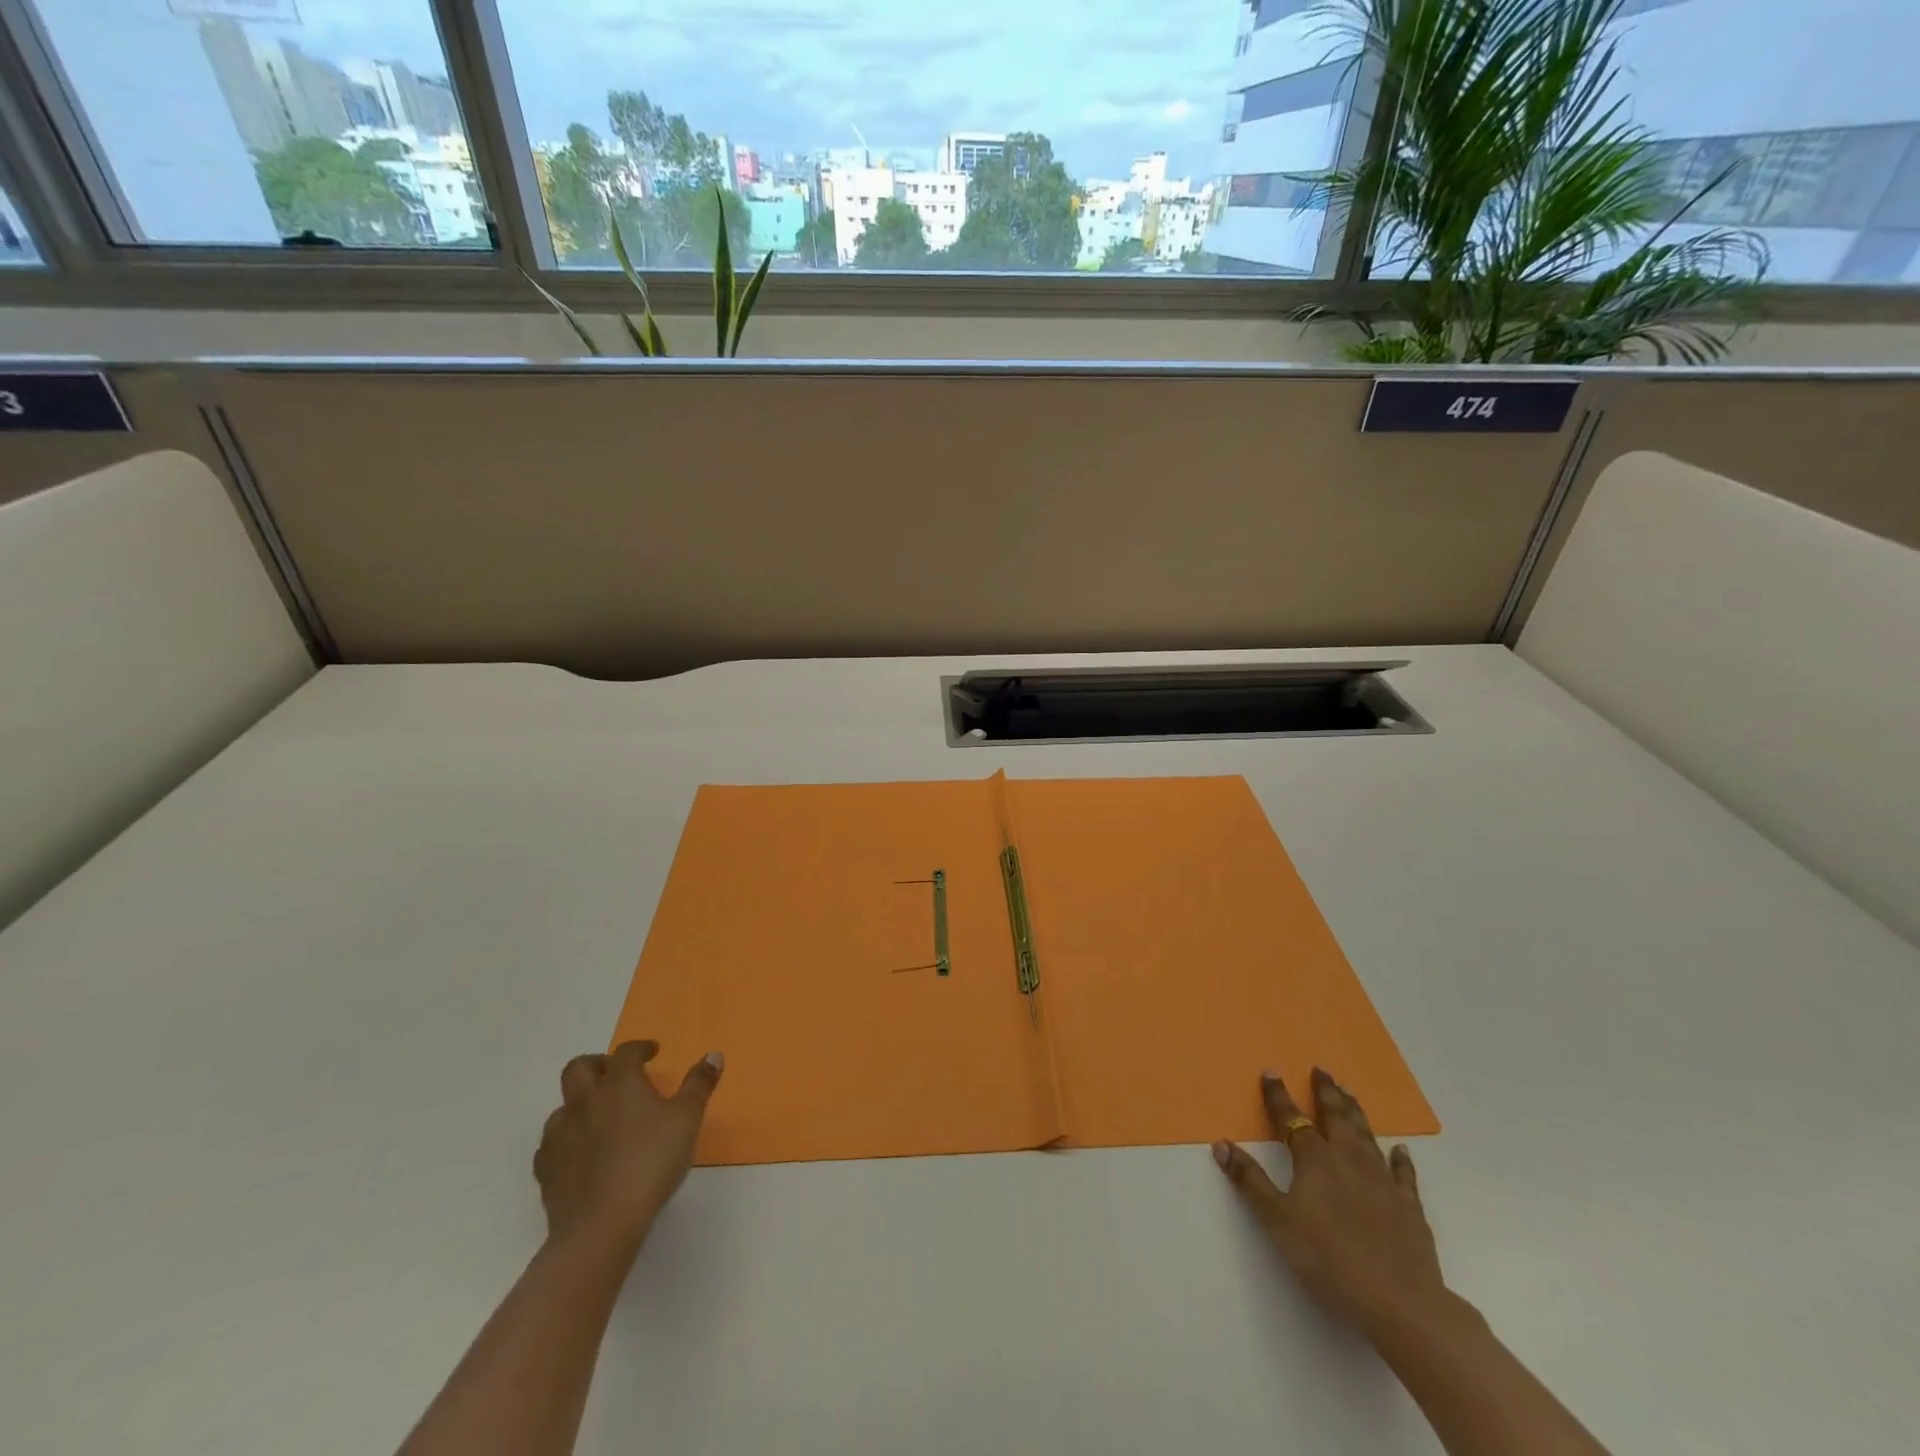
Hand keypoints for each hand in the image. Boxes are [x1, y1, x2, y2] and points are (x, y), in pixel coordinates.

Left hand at [533, 1039, 722, 1256]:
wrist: (601, 1225)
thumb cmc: (651, 1162)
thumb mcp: (688, 1119)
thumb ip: (699, 1084)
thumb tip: (713, 1055)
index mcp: (620, 1084)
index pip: (626, 1052)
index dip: (640, 1048)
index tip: (652, 1052)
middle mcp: (585, 1101)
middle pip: (578, 1068)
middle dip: (596, 1064)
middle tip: (615, 1075)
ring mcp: (560, 1135)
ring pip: (562, 1106)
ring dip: (579, 1104)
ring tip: (599, 1117)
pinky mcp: (546, 1169)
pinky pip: (551, 1144)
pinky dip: (566, 1140)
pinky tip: (579, 1153)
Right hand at [1213, 1067, 1445, 1338]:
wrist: (1400, 1303)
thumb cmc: (1328, 1260)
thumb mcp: (1277, 1221)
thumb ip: (1250, 1181)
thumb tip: (1221, 1144)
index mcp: (1315, 1160)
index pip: (1291, 1119)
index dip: (1278, 1096)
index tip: (1271, 1072)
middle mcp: (1348, 1160)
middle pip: (1335, 1118)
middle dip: (1325, 1093)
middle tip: (1322, 1069)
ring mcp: (1383, 1182)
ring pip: (1366, 1136)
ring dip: (1356, 1113)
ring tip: (1350, 1093)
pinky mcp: (1409, 1208)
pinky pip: (1404, 1175)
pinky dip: (1401, 1160)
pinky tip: (1402, 1150)